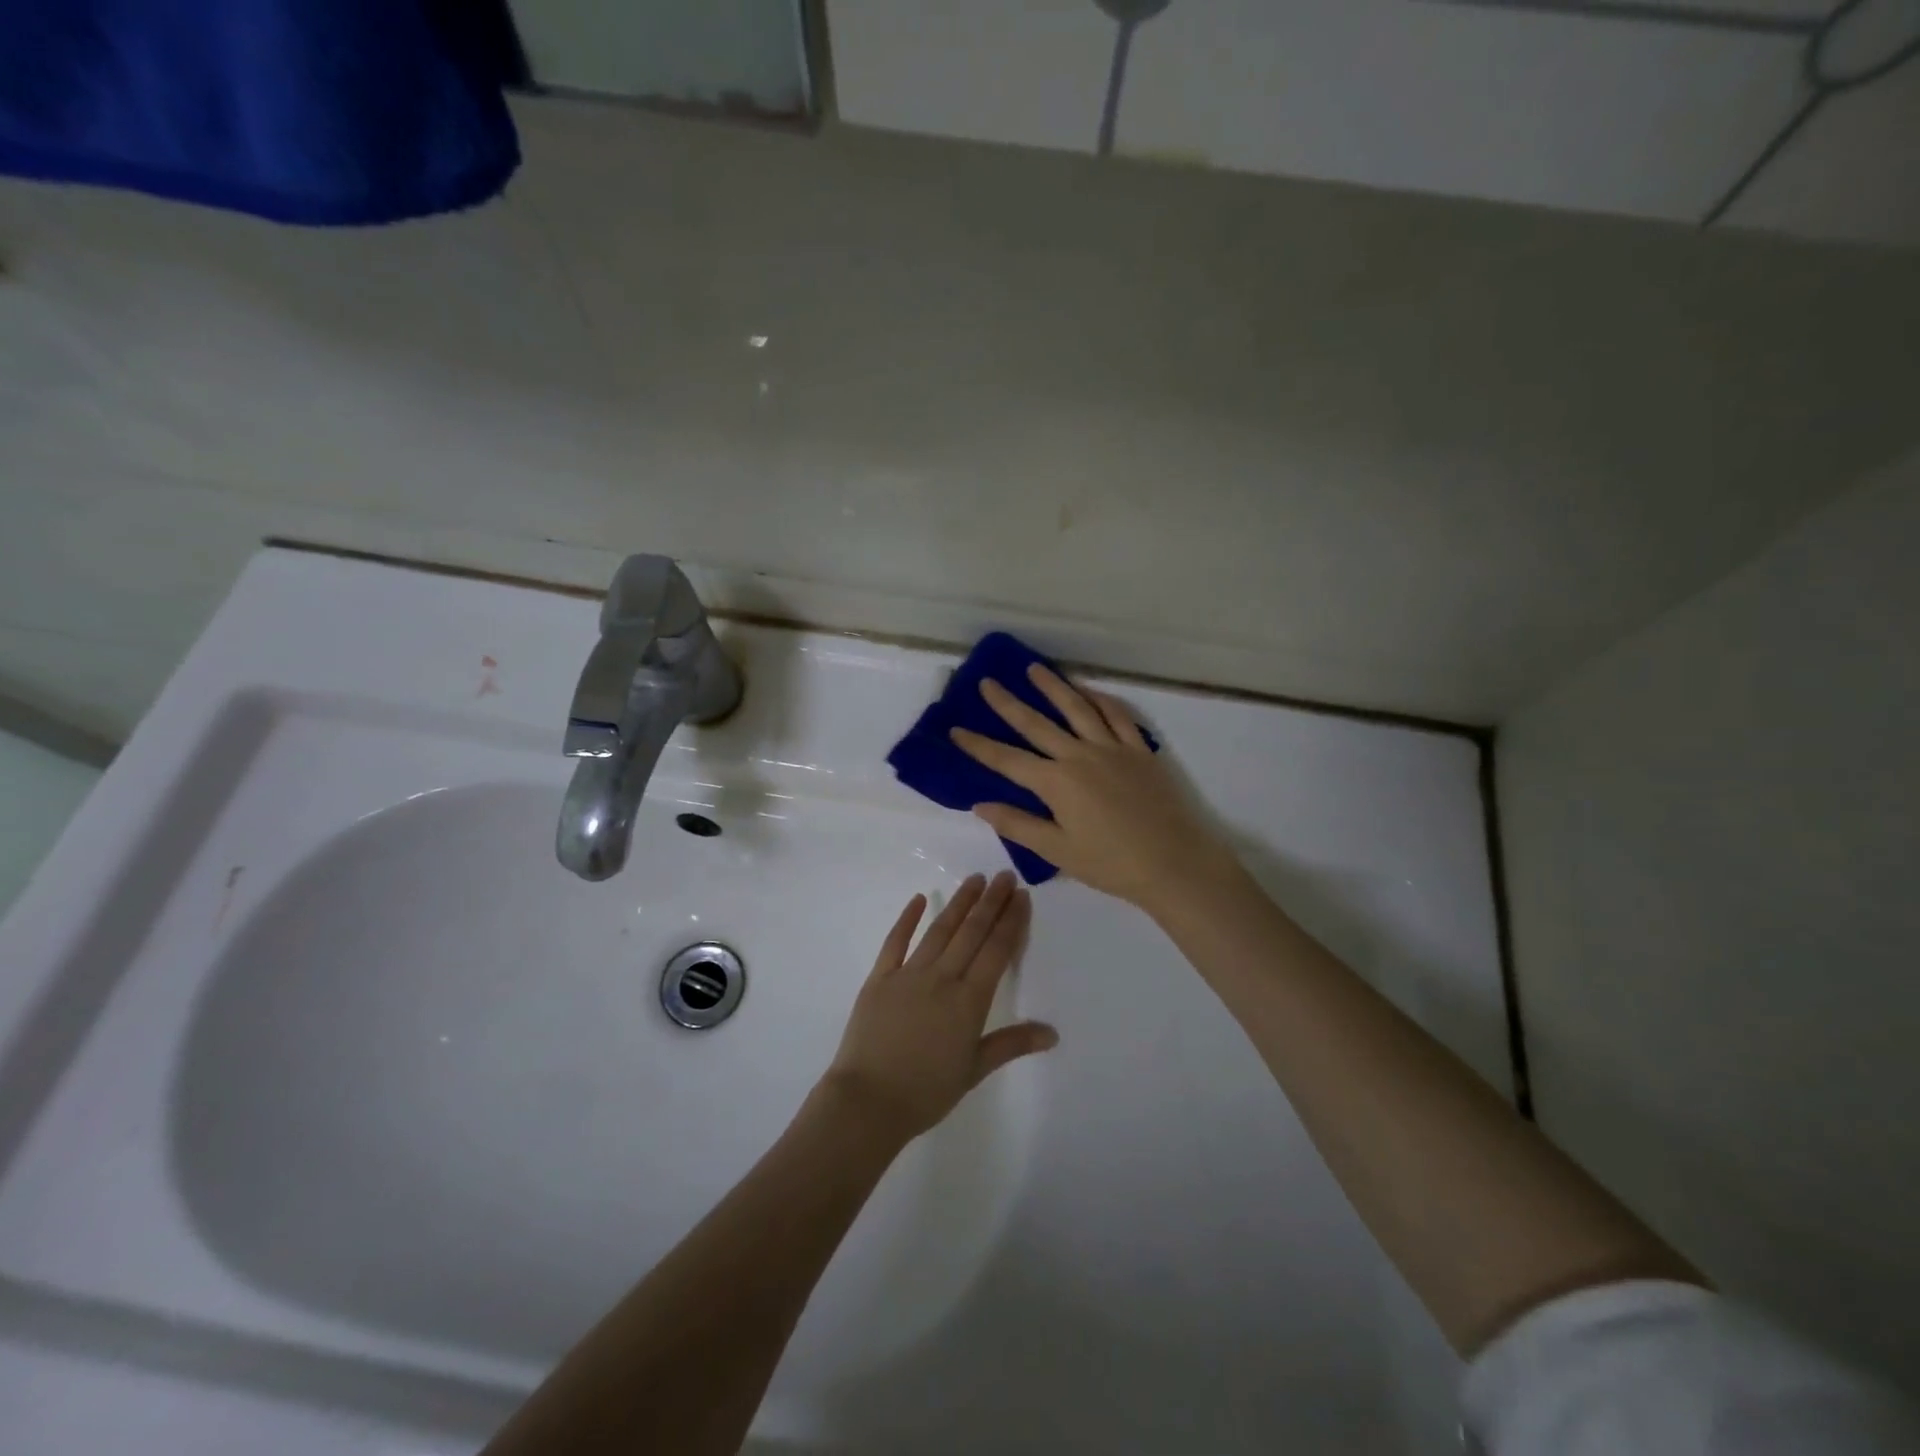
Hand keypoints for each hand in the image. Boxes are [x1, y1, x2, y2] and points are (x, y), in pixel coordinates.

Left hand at [823, 872, 1055, 1143]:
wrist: (867, 1101)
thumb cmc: (926, 1092)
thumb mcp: (974, 1070)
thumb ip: (1012, 1044)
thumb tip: (1052, 1032)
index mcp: (969, 1001)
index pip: (996, 951)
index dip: (1010, 921)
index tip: (1021, 896)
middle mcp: (942, 978)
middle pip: (971, 932)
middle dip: (991, 902)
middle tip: (1004, 875)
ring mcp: (908, 974)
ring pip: (939, 930)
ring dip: (959, 902)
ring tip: (975, 879)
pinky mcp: (879, 978)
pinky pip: (895, 941)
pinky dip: (908, 918)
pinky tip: (919, 898)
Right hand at [950, 664, 1241, 913]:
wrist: (1175, 863)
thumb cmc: (1112, 864)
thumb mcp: (1058, 851)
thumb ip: (1018, 825)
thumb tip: (980, 804)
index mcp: (1056, 783)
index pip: (1007, 760)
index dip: (978, 745)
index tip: (955, 729)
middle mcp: (1080, 756)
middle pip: (1037, 724)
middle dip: (1008, 703)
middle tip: (988, 682)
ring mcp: (1112, 748)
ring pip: (1077, 708)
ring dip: (1054, 687)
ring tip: (1034, 668)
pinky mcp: (1139, 751)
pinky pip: (1118, 716)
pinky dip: (1101, 700)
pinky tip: (1089, 691)